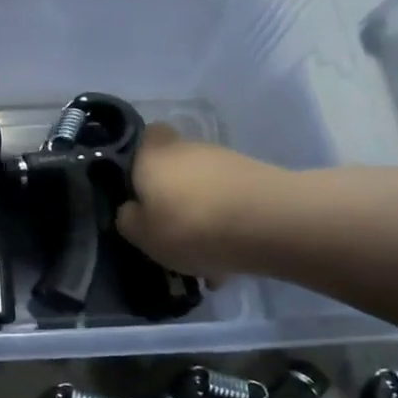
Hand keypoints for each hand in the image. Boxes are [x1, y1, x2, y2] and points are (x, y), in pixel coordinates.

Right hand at [115, 125, 287, 283]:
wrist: (270, 224)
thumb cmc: (190, 225)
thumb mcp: (142, 234)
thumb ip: (128, 219)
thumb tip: (131, 210)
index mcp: (152, 154)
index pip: (144, 137)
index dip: (140, 159)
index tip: (138, 188)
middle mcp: (188, 148)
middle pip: (175, 168)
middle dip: (172, 197)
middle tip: (170, 233)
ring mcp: (227, 161)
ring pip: (204, 189)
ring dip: (202, 216)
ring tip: (204, 258)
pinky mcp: (258, 180)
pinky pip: (231, 204)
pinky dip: (228, 226)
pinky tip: (230, 261)